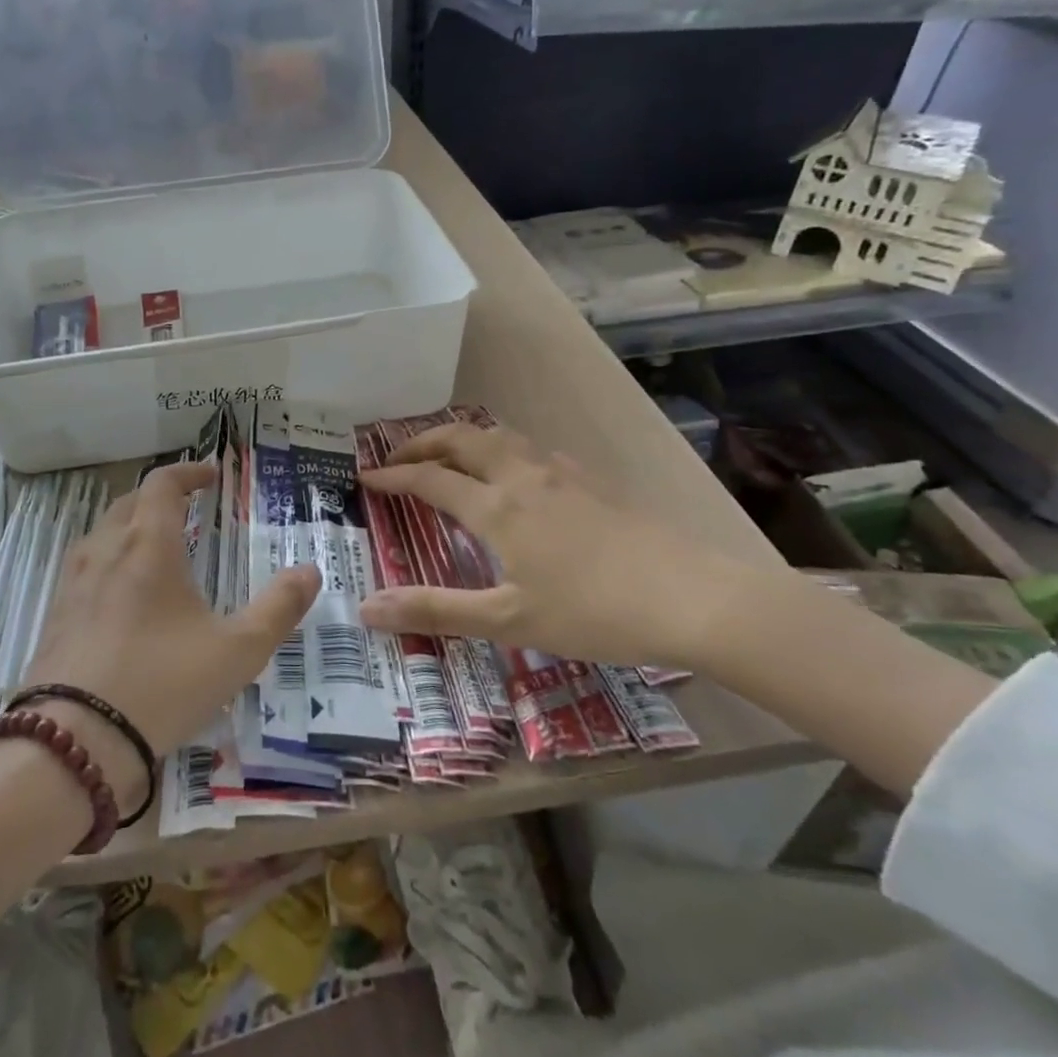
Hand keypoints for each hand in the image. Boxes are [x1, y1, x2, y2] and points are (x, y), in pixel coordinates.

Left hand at [23, 461, 319, 797]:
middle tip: (188, 508)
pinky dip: (109, 561)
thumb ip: (278, 608)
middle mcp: (105, 550)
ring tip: (157, 549)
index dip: (188, 472)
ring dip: (131, 526)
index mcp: (148, 545)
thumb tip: (311, 572)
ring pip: (102, 533)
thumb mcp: (237, 651)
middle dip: (160, 497)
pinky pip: (85, 568)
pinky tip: (122, 597)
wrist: (73, 744)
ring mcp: (73, 583)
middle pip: (129, 502)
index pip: (162, 484)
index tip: (212, 475)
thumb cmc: (162, 684)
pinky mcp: (55, 616)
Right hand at [358, 423, 771, 668]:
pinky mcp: (590, 479)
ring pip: (499, 435)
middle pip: (461, 439)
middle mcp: (521, 476)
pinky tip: (516, 473)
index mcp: (496, 507)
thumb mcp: (507, 620)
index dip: (393, 476)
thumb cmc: (593, 612)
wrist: (692, 596)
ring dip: (462, 438)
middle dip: (422, 442)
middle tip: (398, 457)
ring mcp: (560, 472)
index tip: (365, 478)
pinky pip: (531, 447)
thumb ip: (435, 611)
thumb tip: (366, 608)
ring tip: (448, 456)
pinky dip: (502, 447)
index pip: (429, 479)